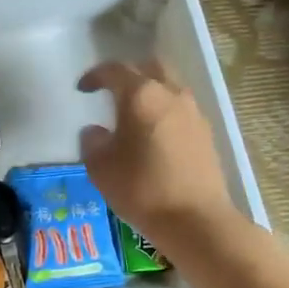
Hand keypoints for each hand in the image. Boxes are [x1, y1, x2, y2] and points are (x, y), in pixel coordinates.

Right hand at [79, 59, 234, 244]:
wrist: (196, 220)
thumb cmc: (142, 189)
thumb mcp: (101, 168)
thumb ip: (92, 142)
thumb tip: (96, 131)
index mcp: (141, 95)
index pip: (114, 70)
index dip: (95, 76)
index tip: (82, 89)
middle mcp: (170, 94)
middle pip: (149, 67)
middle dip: (128, 74)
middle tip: (112, 92)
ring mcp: (193, 112)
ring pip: (169, 86)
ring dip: (150, 92)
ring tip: (133, 115)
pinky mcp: (206, 133)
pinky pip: (181, 108)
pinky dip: (164, 111)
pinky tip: (154, 135)